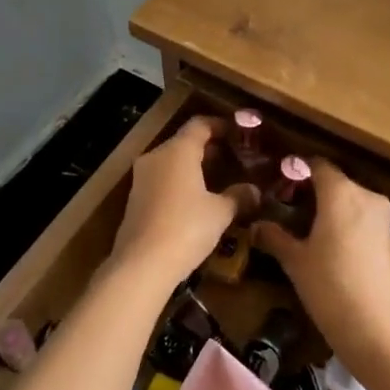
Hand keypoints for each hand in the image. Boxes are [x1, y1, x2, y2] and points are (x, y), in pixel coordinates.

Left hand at [112, 117, 257, 277]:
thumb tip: (254, 190)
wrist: (142, 264)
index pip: (199, 125)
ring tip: (217, 178)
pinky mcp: (134, 198)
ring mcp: (141, 177)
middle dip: (208, 147)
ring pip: (171, 161)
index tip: (238, 132)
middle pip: (183, 142)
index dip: (220, 125)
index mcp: (177, 151)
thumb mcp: (220, 213)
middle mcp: (156, 156)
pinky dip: (179, 181)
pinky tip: (195, 199)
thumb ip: (238, 196)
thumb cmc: (186, 228)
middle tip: (233, 157)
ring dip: (193, 166)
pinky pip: (161, 179)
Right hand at [251, 158, 389, 365]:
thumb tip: (256, 225)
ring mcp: (383, 217)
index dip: (296, 171)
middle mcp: (366, 196)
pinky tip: (328, 246)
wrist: (378, 329)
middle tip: (285, 208)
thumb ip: (275, 237)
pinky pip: (362, 219)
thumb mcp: (295, 261)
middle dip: (311, 191)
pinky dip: (345, 223)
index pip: (317, 166)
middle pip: (334, 182)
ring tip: (304, 228)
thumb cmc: (329, 287)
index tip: (277, 184)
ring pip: (350, 201)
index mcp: (341, 192)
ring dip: (329, 209)